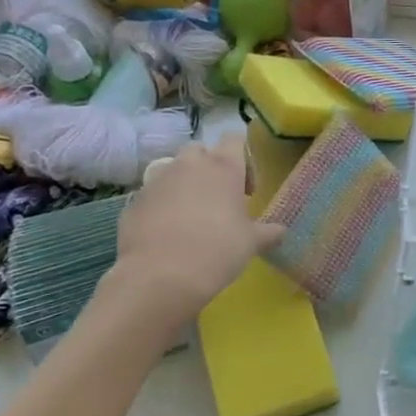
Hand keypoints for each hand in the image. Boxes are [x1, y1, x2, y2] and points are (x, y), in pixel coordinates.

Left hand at [109, 134, 283, 313]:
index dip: (243, 159)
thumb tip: (280, 231)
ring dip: (185, 185)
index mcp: (222, 167)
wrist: (160, 276)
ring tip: (192, 217)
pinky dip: (163, 205)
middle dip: (210, 168)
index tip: (247, 189)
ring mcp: (157, 180)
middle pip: (201, 150)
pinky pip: (154, 195)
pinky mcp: (135, 201)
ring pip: (174, 170)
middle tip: (219, 199)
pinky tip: (169, 233)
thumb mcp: (251, 243)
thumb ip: (268, 232)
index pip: (234, 139)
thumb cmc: (217, 251)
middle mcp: (188, 165)